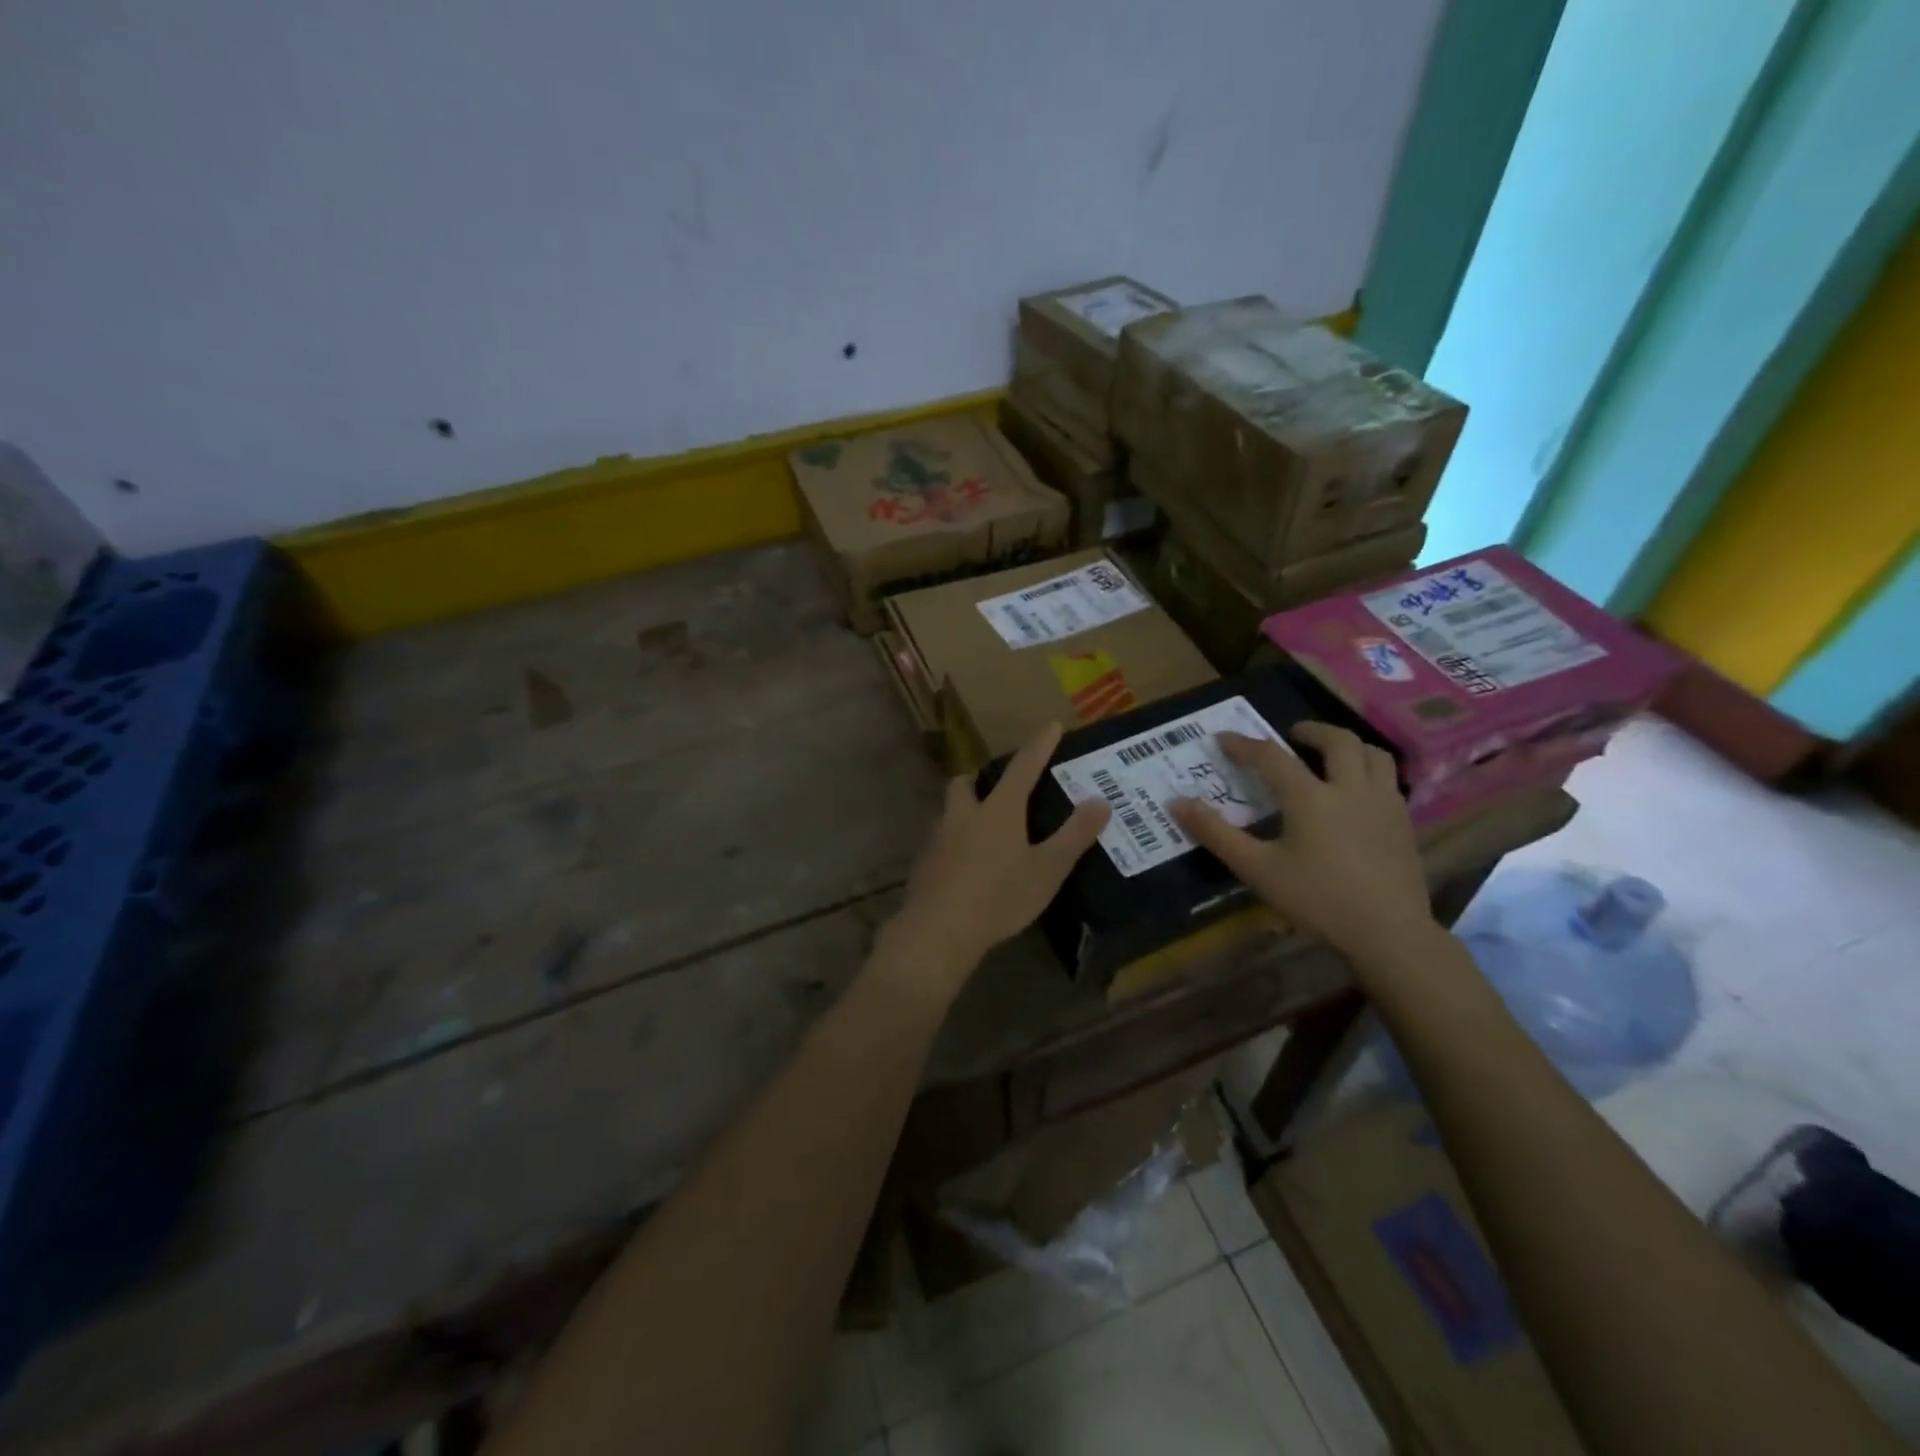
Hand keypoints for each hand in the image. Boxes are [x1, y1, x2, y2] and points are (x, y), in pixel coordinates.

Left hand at [883, 722, 1110, 993]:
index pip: (1023, 767)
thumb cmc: (1000, 896)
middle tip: (999, 790)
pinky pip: (941, 842)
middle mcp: (963, 814)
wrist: (939, 930)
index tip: (1052, 726)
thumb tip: (1100, 801)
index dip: (1039, 746)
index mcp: (997, 810)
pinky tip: (967, 867)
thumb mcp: (1047, 869)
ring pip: (950, 813)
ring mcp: (938, 838)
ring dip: (966, 813)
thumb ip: (1074, 835)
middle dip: (981, 780)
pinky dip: (955, 845)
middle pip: (967, 784)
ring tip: (985, 832)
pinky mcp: (924, 864)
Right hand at [1168, 724, 1435, 968]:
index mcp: (1311, 796)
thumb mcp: (1257, 869)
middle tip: (1291, 735)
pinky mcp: (1404, 822)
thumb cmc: (1317, 900)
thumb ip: (1216, 834)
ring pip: (1374, 754)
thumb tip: (1177, 803)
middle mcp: (1350, 788)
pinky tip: (1356, 793)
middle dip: (1312, 731)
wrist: (1388, 933)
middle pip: (1338, 740)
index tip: (1222, 739)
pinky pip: (1389, 780)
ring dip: (1349, 746)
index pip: (1271, 756)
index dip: (1244, 744)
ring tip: (1330, 755)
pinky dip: (1369, 771)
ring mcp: (1384, 803)